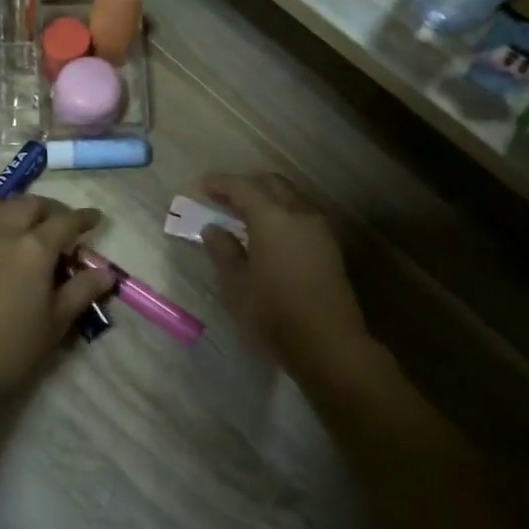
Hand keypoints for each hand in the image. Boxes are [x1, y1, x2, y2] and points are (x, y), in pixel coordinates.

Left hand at [0, 196, 114, 405]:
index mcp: (34, 248)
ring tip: (26, 223)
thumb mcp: (57, 321)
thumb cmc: (13, 348)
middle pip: (29, 204)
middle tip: (62, 224)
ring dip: (17, 207)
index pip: (66, 221)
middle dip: (51, 209)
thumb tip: (106, 272)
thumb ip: (82, 290)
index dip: (84, 218)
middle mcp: (3, 233)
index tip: (95, 218)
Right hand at [199, 173, 369, 378]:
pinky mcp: (330, 246)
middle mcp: (299, 213)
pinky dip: (281, 213)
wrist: (329, 344)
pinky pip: (302, 215)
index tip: (198, 187)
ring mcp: (320, 229)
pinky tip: (268, 234)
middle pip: (270, 184)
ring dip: (266, 198)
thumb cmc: (273, 314)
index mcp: (272, 218)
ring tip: (242, 217)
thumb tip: (213, 229)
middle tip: (220, 199)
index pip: (241, 187)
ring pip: (290, 197)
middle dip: (245, 186)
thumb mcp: (236, 285)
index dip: (218, 183)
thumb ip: (222, 250)